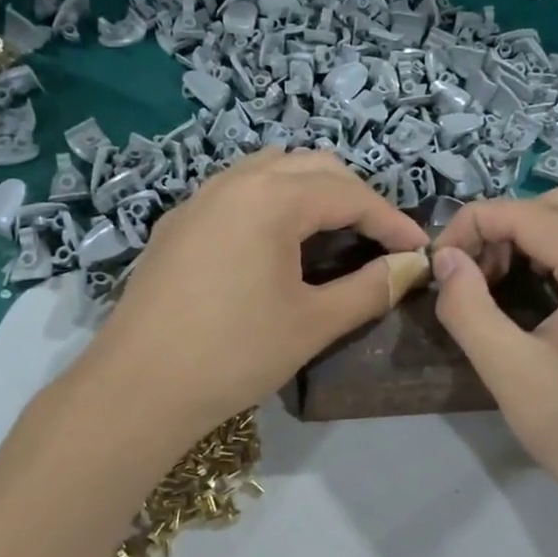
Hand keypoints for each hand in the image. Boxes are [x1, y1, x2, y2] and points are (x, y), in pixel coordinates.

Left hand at [82, 149, 427, 435]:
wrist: (137, 388)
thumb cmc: (234, 354)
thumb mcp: (313, 324)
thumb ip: (370, 288)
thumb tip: (411, 267)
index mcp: (271, 199)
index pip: (349, 193)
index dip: (391, 220)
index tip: (419, 250)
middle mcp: (234, 182)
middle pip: (312, 168)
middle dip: (355, 196)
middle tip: (379, 240)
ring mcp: (199, 200)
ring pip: (270, 171)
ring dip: (311, 191)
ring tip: (333, 234)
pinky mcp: (177, 224)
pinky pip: (237, 192)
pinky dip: (272, 203)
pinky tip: (276, 245)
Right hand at [431, 191, 557, 503]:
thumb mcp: (509, 373)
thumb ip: (468, 309)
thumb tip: (445, 259)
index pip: (526, 214)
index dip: (472, 226)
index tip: (438, 264)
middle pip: (555, 205)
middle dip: (502, 226)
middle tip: (470, 272)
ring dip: (534, 228)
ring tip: (503, 271)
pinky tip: (539, 282)